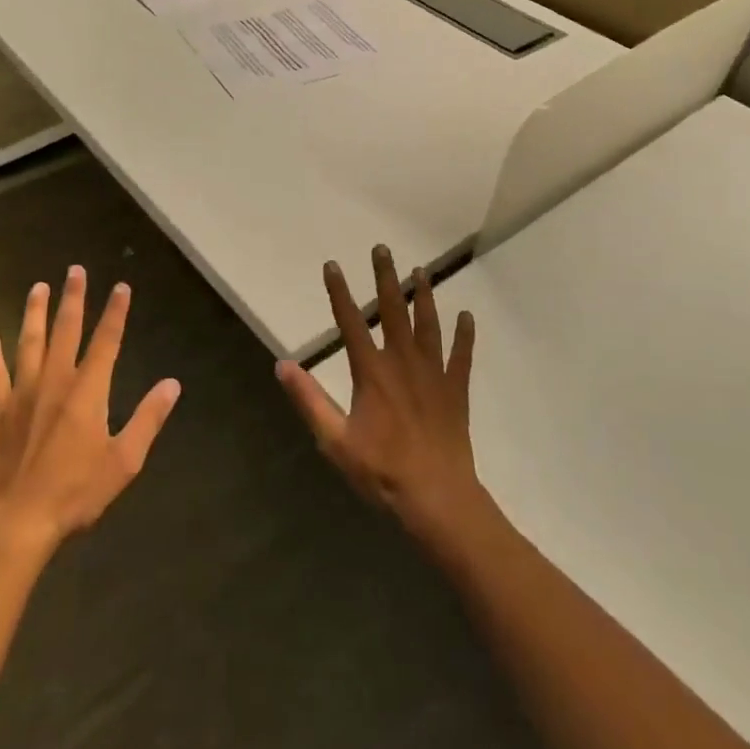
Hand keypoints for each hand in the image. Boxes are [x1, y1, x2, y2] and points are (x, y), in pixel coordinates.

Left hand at [0, 267, 181, 551]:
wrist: (19, 520)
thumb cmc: (76, 491)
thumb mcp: (124, 461)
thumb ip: (148, 419)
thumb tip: (172, 384)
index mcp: (88, 391)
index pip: (106, 341)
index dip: (115, 313)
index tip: (121, 286)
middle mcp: (56, 381)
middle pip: (66, 330)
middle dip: (73, 298)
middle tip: (75, 270)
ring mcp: (24, 394)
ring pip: (30, 343)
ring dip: (35, 313)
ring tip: (38, 287)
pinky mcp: (0, 411)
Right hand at [276, 245, 483, 548]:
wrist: (438, 499)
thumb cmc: (382, 471)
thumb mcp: (335, 440)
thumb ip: (309, 400)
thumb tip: (282, 364)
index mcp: (371, 371)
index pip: (350, 322)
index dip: (339, 292)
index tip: (332, 265)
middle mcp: (402, 362)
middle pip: (392, 310)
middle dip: (385, 278)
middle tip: (382, 249)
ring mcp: (433, 373)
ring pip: (428, 324)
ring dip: (423, 296)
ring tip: (420, 270)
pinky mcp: (456, 390)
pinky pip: (461, 356)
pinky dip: (464, 335)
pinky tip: (467, 316)